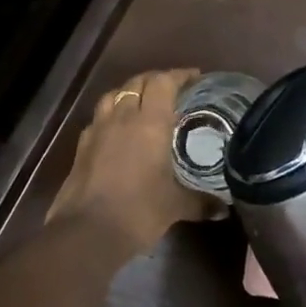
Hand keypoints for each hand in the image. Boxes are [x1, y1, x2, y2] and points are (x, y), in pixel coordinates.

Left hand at [47, 69, 216, 252]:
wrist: (87, 231)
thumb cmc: (138, 211)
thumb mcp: (176, 207)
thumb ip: (201, 203)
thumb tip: (223, 209)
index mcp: (149, 123)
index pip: (162, 82)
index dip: (179, 75)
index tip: (195, 78)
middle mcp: (122, 118)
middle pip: (136, 83)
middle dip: (155, 80)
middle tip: (172, 89)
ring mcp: (97, 129)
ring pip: (112, 96)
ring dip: (129, 93)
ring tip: (142, 103)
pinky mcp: (81, 146)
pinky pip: (98, 118)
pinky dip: (110, 115)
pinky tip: (117, 130)